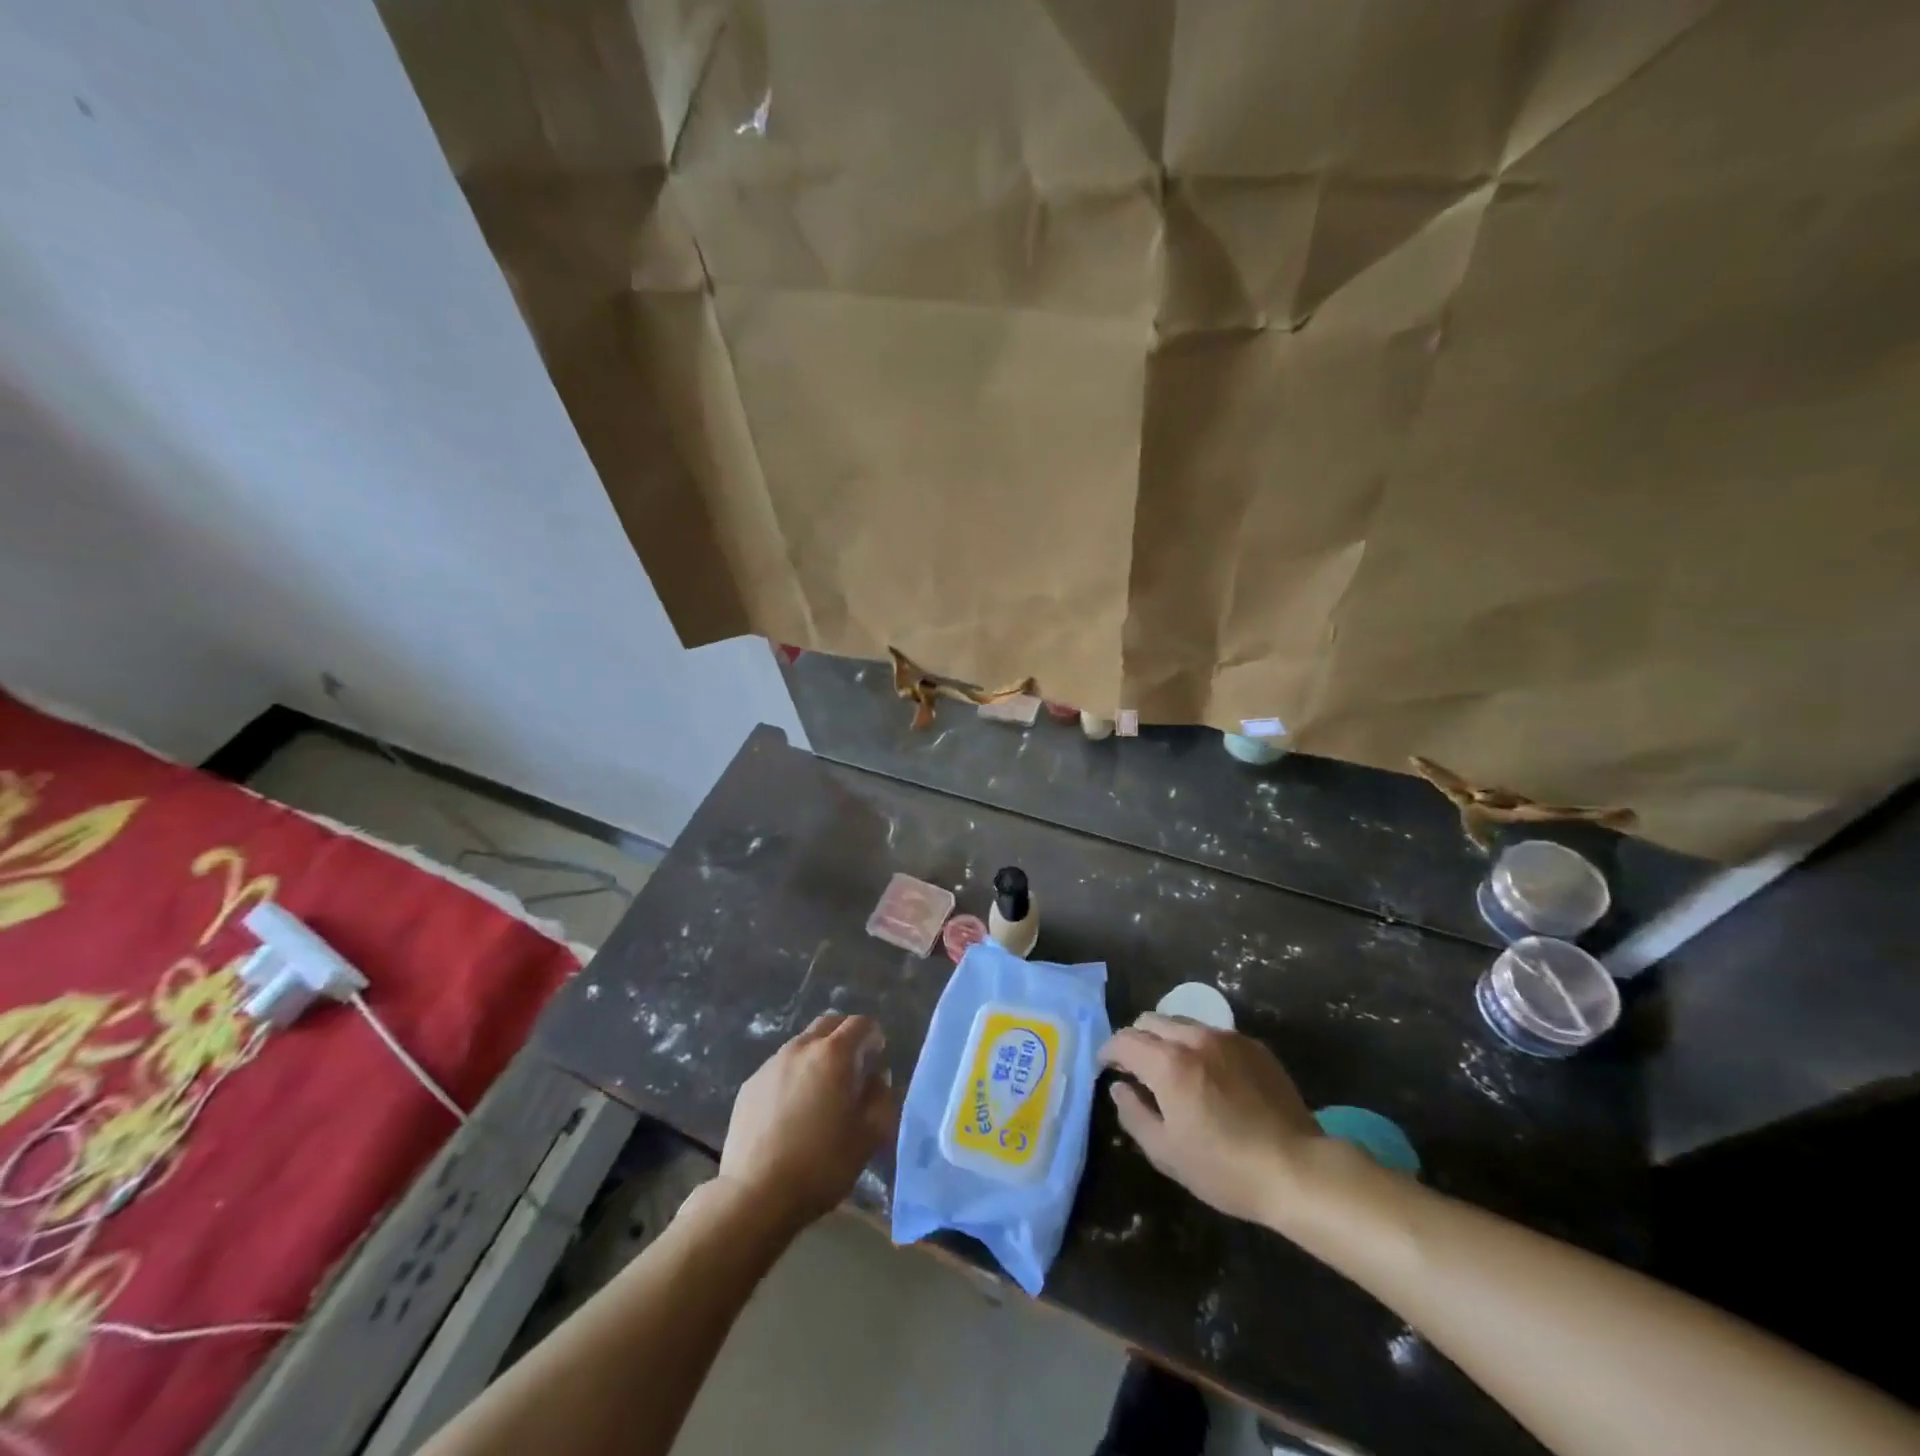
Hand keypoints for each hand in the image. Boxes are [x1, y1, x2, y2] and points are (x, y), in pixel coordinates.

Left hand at [718, 1013, 898, 1233]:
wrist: (755, 1194)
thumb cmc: (821, 1164)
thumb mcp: (869, 1136)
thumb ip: (882, 1098)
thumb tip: (877, 1078)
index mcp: (834, 1054)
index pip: (861, 1023)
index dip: (873, 1036)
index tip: (877, 1058)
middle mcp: (801, 1048)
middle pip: (829, 1024)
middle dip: (845, 1037)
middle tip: (852, 1068)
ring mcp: (771, 1064)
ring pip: (802, 1044)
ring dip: (817, 1056)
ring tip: (820, 1092)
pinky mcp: (749, 1084)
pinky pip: (780, 1067)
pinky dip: (793, 1075)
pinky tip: (791, 1110)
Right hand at [1097, 1013, 1322, 1225]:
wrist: (1298, 1170)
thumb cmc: (1225, 1168)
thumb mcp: (1167, 1152)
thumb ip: (1133, 1114)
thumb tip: (1119, 1088)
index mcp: (1168, 1063)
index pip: (1125, 1040)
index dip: (1109, 1051)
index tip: (1106, 1067)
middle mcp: (1194, 1038)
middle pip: (1151, 1021)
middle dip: (1136, 1039)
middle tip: (1136, 1069)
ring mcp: (1227, 1038)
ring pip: (1182, 1023)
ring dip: (1167, 1040)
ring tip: (1173, 1071)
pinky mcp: (1254, 1046)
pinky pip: (1213, 1035)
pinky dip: (1199, 1047)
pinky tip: (1210, 1077)